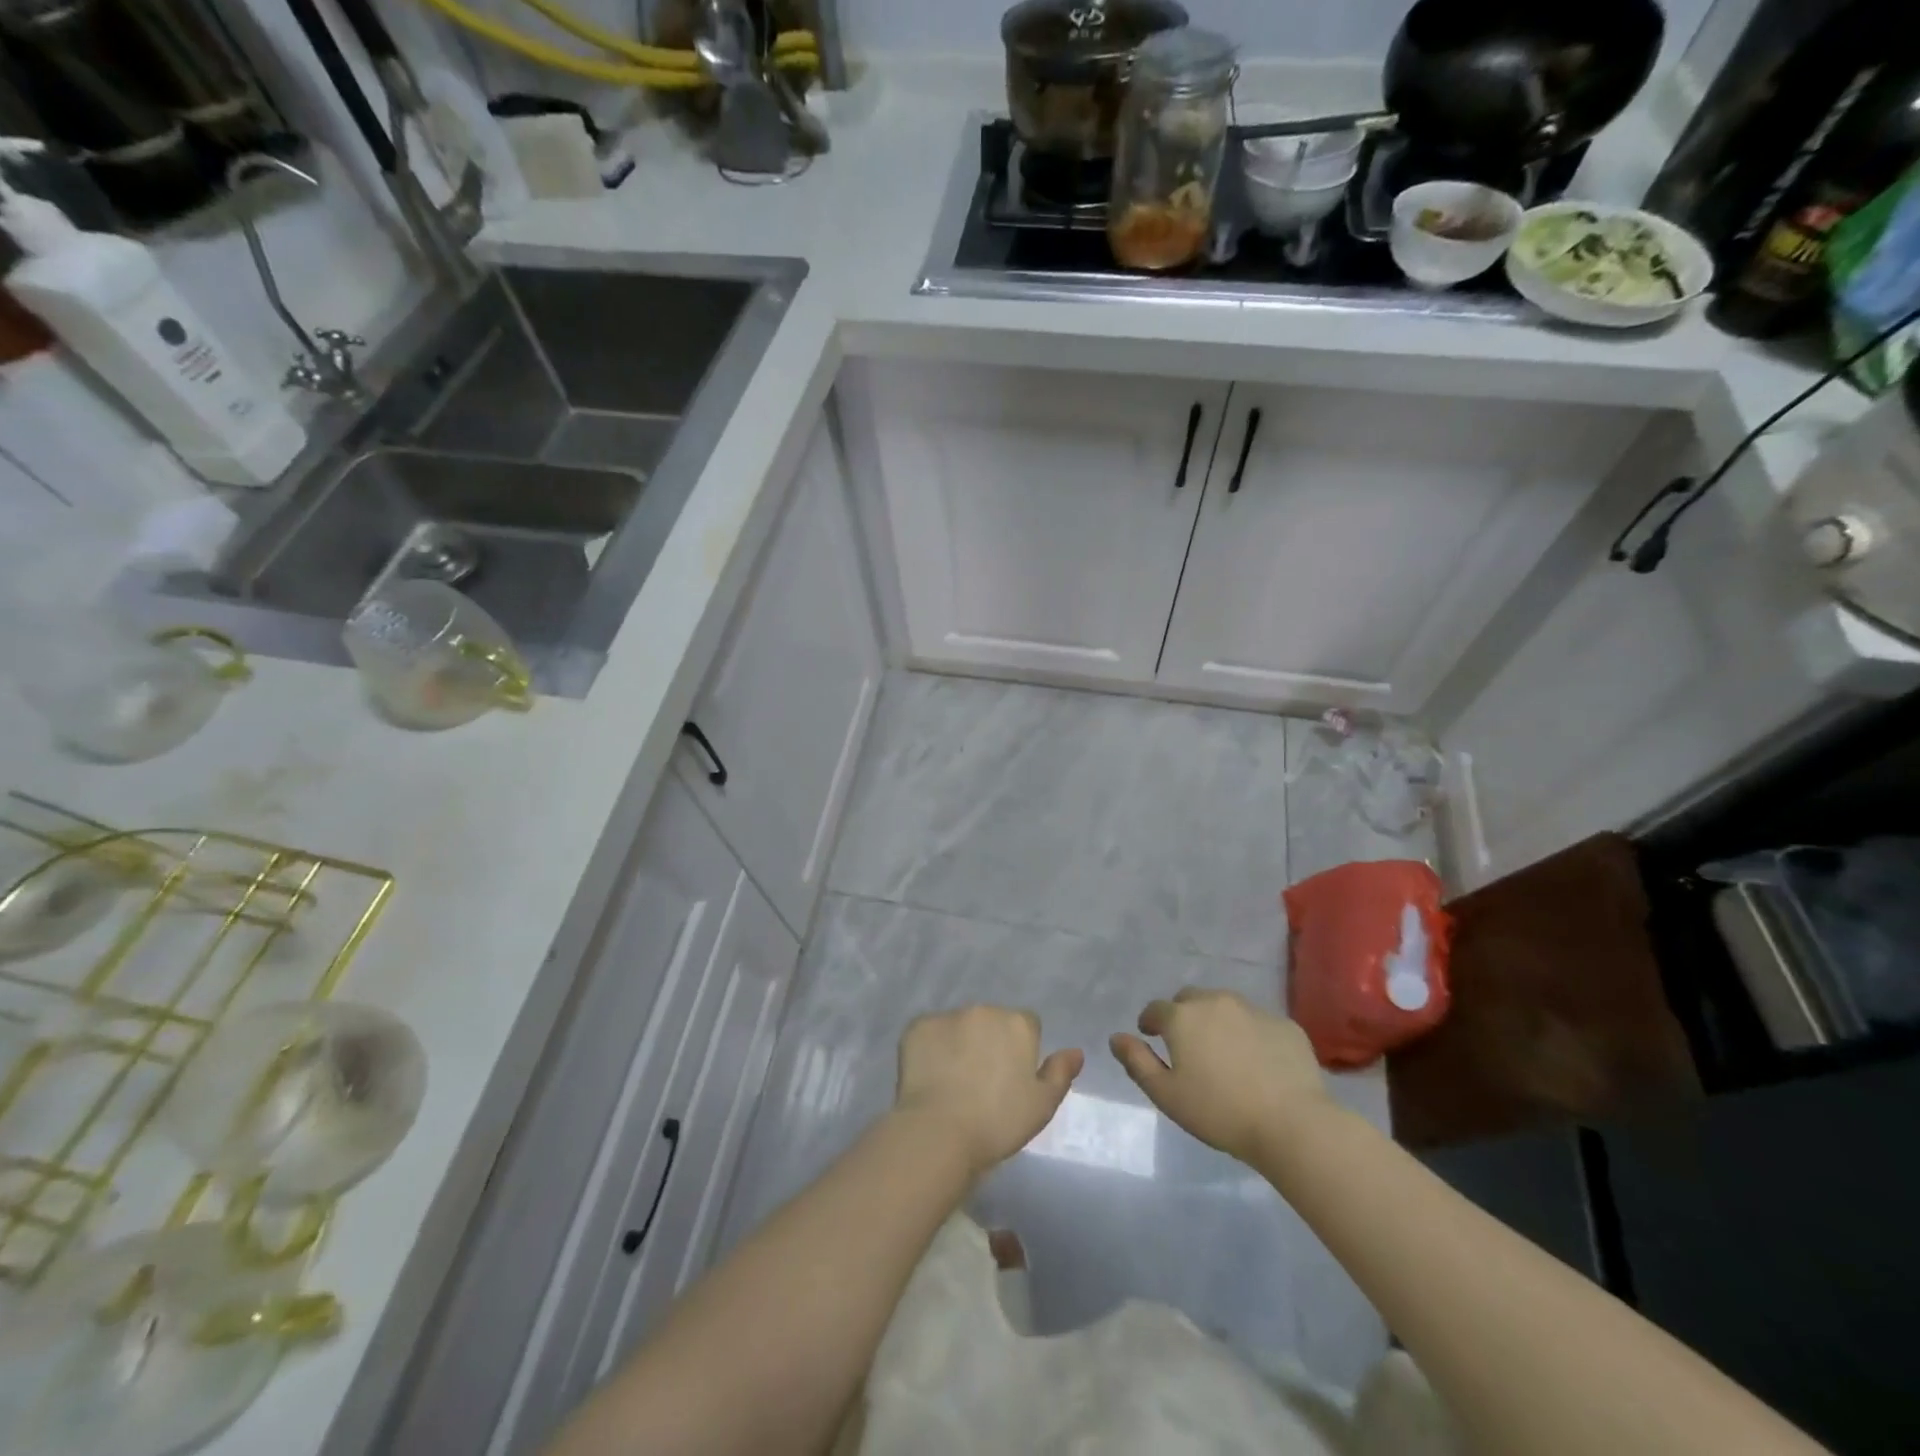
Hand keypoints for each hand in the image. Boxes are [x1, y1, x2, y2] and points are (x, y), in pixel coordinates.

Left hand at [894, 1006, 1082, 1177]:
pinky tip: (929, 1077)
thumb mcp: (1042, 1105)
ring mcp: (948, 1015)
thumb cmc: (998, 1122)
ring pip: (959, 1025)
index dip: (1021, 1051)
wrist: (940, 1131)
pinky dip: (931, 1048)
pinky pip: (929, 1033)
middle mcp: (984, 1009)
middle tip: (981, 1081)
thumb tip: (1075, 1051)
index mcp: (1017, 1023)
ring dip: (960, 1043)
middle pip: (991, 1022)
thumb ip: (1060, 1073)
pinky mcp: (917, 1026)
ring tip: (952, 1081)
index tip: (1011, 1079)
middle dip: (989, 1042)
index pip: (1026, 1025)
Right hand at [1110, 988, 1330, 1163]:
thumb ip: (1137, 1062)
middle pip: (1191, 1000)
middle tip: (1188, 1046)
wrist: (1292, 1124)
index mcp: (1182, 1017)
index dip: (1150, 1022)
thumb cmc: (1219, 1112)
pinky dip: (1251, 1035)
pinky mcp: (1285, 1025)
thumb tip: (1117, 1038)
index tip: (1151, 1038)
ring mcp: (1254, 1010)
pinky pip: (1259, 1023)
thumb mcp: (1167, 1095)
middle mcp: (1215, 1002)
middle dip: (1183, 1016)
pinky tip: (1258, 1063)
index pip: (1156, 1009)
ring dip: (1217, 1021)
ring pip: (1225, 1007)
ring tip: (1223, 1053)